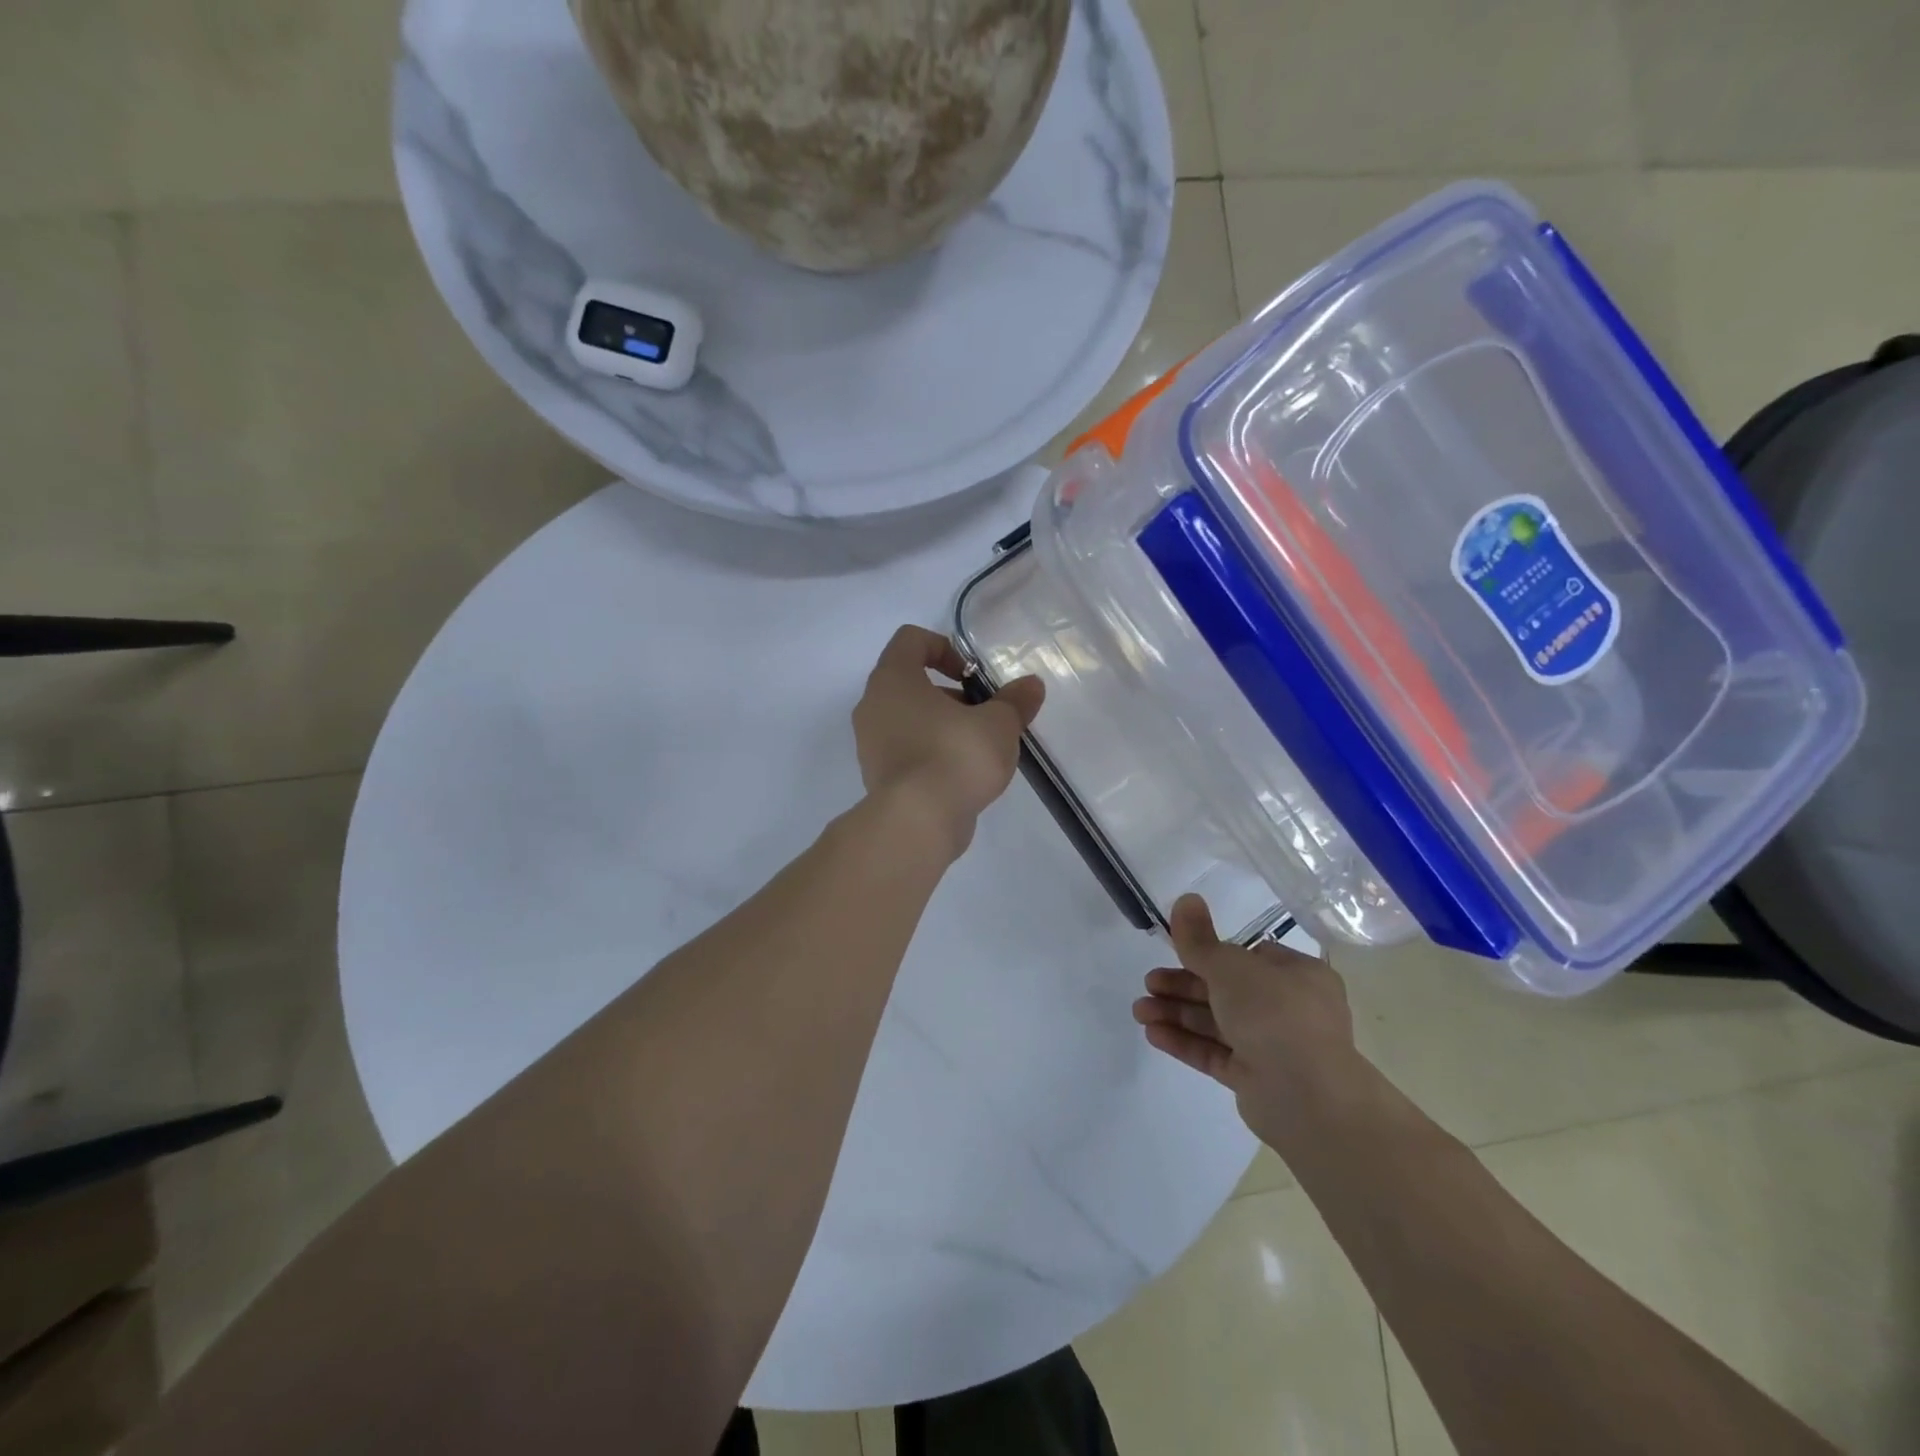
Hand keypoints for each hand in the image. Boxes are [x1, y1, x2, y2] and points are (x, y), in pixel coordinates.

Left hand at [853, 625, 1044, 858]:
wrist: (917, 822)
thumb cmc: (955, 756)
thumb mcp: (998, 724)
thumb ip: (1015, 701)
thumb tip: (1031, 685)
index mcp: (892, 678)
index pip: (911, 639)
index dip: (945, 647)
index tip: (972, 675)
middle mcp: (872, 705)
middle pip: (910, 682)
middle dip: (951, 694)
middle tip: (983, 715)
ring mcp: (870, 744)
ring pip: (908, 719)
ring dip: (942, 725)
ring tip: (978, 748)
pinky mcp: (878, 776)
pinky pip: (906, 751)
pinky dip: (932, 754)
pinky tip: (962, 775)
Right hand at [1132, 894, 1364, 1153]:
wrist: (1308, 1097)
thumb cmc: (1275, 1014)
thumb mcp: (1231, 966)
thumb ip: (1200, 939)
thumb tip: (1185, 898)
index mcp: (1297, 975)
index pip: (1249, 956)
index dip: (1210, 954)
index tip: (1176, 953)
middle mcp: (1288, 1008)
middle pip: (1225, 990)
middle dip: (1182, 986)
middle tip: (1148, 984)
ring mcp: (1272, 1046)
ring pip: (1216, 1023)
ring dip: (1176, 1013)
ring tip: (1139, 1011)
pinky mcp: (1255, 1079)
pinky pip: (1215, 1053)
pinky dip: (1185, 1042)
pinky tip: (1153, 1034)